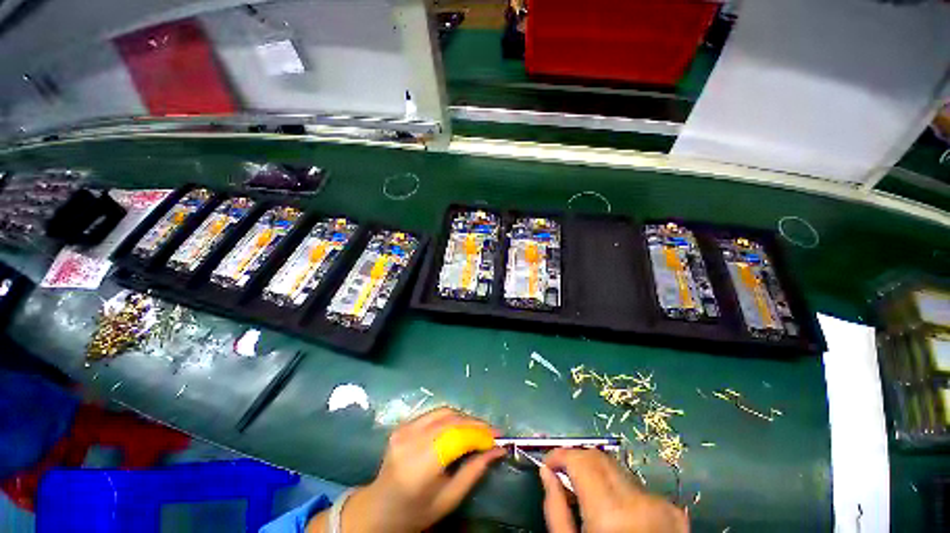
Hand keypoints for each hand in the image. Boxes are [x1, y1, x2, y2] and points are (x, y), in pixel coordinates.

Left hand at [309, 407, 504, 532]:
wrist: (379, 508)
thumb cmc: (416, 511)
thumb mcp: (449, 499)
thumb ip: (474, 471)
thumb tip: (497, 450)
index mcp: (420, 466)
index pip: (457, 438)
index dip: (480, 434)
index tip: (499, 436)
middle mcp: (411, 441)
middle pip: (451, 420)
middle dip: (475, 423)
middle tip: (492, 432)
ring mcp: (404, 429)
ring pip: (444, 412)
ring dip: (465, 417)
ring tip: (478, 429)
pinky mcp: (403, 424)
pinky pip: (434, 413)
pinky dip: (451, 417)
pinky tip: (460, 426)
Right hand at [540, 448, 688, 532]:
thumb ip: (556, 508)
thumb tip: (546, 472)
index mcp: (609, 513)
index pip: (580, 459)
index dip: (559, 455)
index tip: (548, 463)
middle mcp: (637, 501)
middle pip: (599, 458)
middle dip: (577, 460)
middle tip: (564, 474)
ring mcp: (660, 505)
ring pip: (617, 468)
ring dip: (598, 473)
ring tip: (588, 494)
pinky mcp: (673, 512)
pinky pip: (637, 486)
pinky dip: (619, 488)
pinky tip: (615, 509)